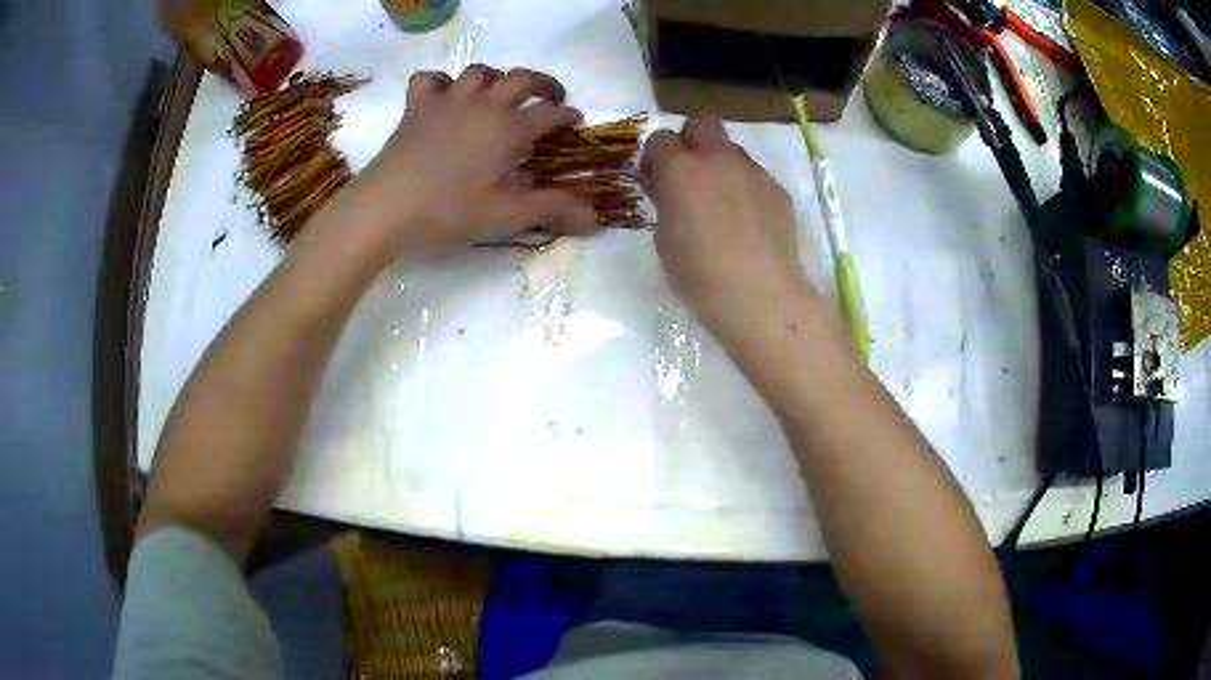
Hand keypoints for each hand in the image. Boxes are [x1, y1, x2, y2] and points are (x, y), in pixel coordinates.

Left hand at [344, 65, 597, 255]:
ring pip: (479, 72)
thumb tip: (596, 221)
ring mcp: (447, 100)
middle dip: (543, 84)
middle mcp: (483, 104)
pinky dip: (441, 83)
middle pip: (521, 78)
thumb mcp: (505, 214)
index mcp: (508, 128)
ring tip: (499, 95)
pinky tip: (444, 97)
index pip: (549, 113)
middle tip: (550, 97)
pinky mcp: (417, 106)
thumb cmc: (448, 211)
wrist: (386, 207)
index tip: (576, 122)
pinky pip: (430, 80)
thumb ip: (551, 210)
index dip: (567, 116)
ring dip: (495, 79)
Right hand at [641, 117, 814, 335]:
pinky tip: (747, 220)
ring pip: (732, 149)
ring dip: (720, 164)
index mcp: (681, 171)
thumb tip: (671, 193)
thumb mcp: (664, 240)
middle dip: (690, 140)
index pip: (660, 139)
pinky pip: (754, 175)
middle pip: (702, 123)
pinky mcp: (777, 190)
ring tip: (721, 201)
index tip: (655, 181)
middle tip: (688, 174)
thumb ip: (666, 204)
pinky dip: (744, 187)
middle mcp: (719, 160)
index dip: (655, 158)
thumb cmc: (700, 277)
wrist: (761, 297)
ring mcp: (753, 172)